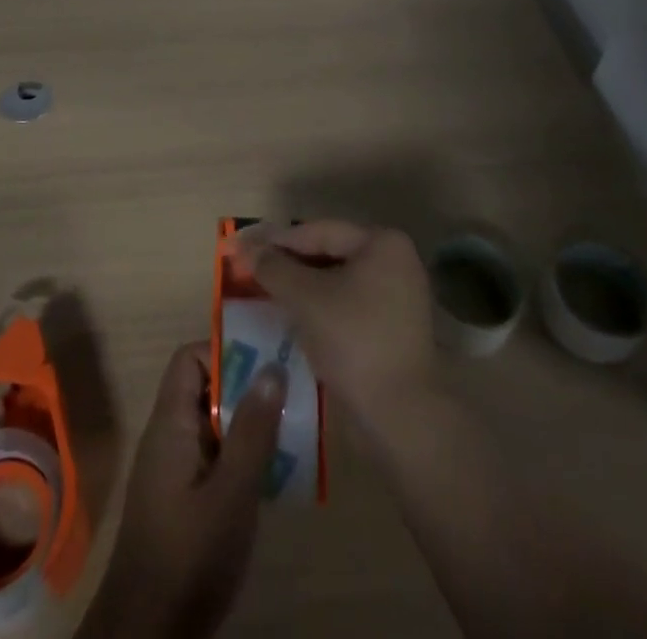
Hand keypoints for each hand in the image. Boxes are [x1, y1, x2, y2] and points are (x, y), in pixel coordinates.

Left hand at [77, 342, 285, 638]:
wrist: (147, 635)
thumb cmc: (189, 556)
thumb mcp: (231, 492)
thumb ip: (252, 431)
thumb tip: (272, 367)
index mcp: (170, 424)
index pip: (189, 359)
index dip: (224, 352)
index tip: (265, 363)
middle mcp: (168, 437)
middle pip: (205, 390)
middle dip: (247, 388)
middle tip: (290, 395)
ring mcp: (174, 470)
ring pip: (214, 426)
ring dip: (249, 424)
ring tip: (292, 430)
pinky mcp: (183, 500)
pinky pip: (214, 457)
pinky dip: (242, 457)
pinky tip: (274, 475)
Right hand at [234, 221, 434, 436]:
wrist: (403, 415)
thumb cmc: (354, 341)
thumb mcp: (306, 299)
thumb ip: (274, 268)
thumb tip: (246, 247)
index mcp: (381, 242)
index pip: (319, 232)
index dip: (276, 240)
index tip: (243, 248)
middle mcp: (395, 260)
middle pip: (330, 252)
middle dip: (290, 262)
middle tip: (252, 269)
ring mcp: (398, 294)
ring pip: (338, 280)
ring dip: (303, 285)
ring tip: (267, 291)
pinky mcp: (394, 325)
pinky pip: (350, 302)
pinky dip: (322, 305)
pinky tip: (296, 316)